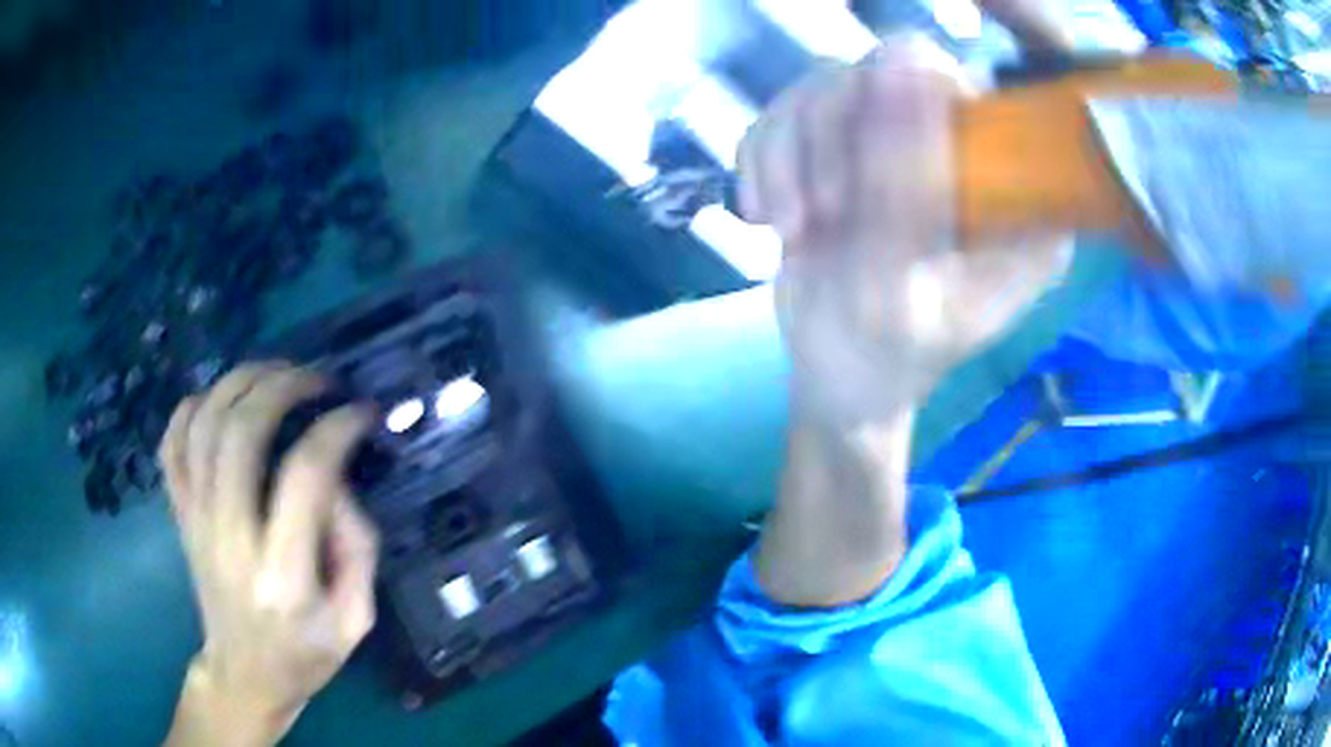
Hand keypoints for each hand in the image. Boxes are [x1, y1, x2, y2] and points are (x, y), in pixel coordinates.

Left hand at [160, 363, 378, 746]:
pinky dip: (192, 407)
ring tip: (276, 374)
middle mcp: (230, 539)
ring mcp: (197, 522)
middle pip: (242, 431)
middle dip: (284, 385)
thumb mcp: (357, 618)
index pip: (305, 475)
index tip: (363, 412)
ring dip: (241, 382)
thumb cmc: (306, 653)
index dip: (338, 428)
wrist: (244, 675)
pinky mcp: (180, 515)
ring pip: (204, 423)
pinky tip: (221, 401)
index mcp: (283, 575)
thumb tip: (336, 475)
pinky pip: (172, 443)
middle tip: (318, 378)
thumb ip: (356, 544)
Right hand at [738, 35, 1071, 425]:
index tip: (860, 177)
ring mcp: (900, 138)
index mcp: (1012, 191)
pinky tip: (766, 214)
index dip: (907, 104)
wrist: (839, 374)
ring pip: (827, 84)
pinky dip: (761, 158)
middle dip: (829, 140)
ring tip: (790, 226)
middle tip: (819, 213)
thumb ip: (907, 194)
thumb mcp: (901, 295)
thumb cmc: (886, 357)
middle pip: (884, 70)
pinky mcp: (846, 142)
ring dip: (788, 153)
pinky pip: (786, 109)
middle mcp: (963, 148)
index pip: (969, 92)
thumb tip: (900, 66)